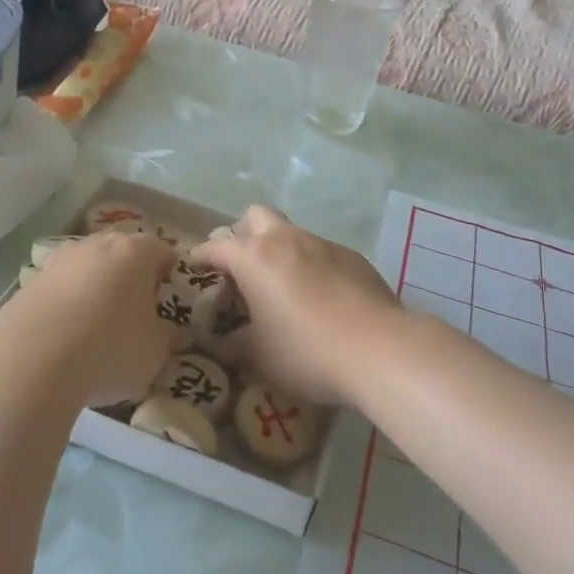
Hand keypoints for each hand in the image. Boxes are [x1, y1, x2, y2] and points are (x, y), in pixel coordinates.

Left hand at [0, 229, 177, 409]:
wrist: (30, 361)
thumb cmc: (109, 348)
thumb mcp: (155, 352)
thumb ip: (169, 338)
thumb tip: (173, 333)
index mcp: (135, 252)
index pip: (163, 250)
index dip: (169, 274)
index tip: (165, 300)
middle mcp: (96, 245)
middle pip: (122, 252)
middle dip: (131, 276)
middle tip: (135, 311)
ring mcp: (58, 261)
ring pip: (88, 267)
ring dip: (96, 287)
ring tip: (97, 326)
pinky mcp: (29, 282)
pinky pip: (60, 287)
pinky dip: (67, 304)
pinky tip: (66, 336)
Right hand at [191, 206, 402, 405]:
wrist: (380, 349)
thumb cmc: (306, 351)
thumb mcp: (259, 356)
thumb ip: (235, 344)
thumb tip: (226, 341)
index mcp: (254, 257)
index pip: (216, 246)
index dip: (201, 255)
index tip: (194, 265)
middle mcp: (287, 239)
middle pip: (255, 216)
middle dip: (242, 235)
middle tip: (240, 268)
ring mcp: (324, 245)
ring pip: (291, 234)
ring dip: (278, 252)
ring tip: (281, 289)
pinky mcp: (354, 258)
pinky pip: (321, 253)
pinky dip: (310, 267)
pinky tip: (320, 300)